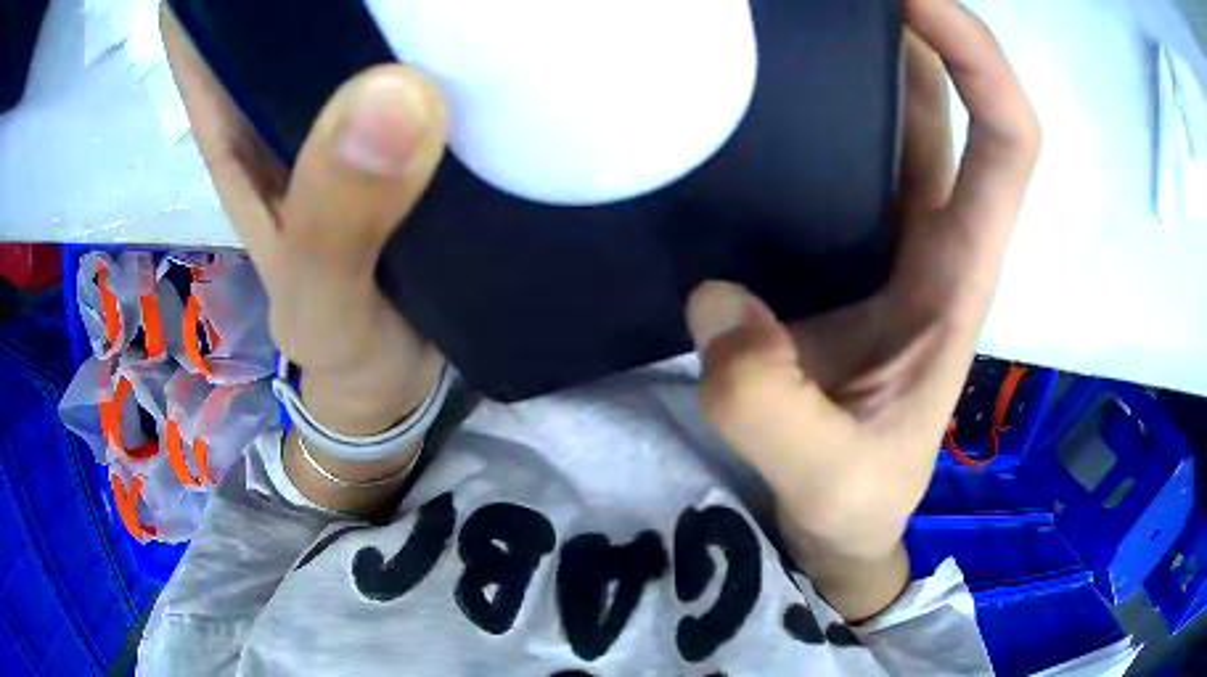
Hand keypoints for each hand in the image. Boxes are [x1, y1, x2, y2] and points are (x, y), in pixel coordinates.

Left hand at [161, 10, 448, 437]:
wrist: (396, 378)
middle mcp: (286, 100)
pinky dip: (438, 32)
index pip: (207, 27)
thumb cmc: (344, 347)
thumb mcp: (320, 301)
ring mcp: (347, 106)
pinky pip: (417, 59)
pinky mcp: (405, 123)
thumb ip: (334, 221)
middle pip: (287, 4)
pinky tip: (474, 12)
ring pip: (353, 24)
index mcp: (239, 129)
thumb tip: (395, 98)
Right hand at [686, 0, 1039, 619]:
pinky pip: (836, 153)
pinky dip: (813, 105)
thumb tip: (717, 303)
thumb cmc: (856, 499)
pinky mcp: (838, 250)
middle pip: (945, 104)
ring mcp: (883, 238)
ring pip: (891, 117)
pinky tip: (760, 89)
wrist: (838, 518)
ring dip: (859, 55)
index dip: (978, 61)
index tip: (916, 0)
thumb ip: (775, 409)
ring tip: (793, 21)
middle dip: (910, 31)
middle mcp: (934, 236)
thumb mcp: (826, 475)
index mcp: (959, 274)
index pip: (1005, 141)